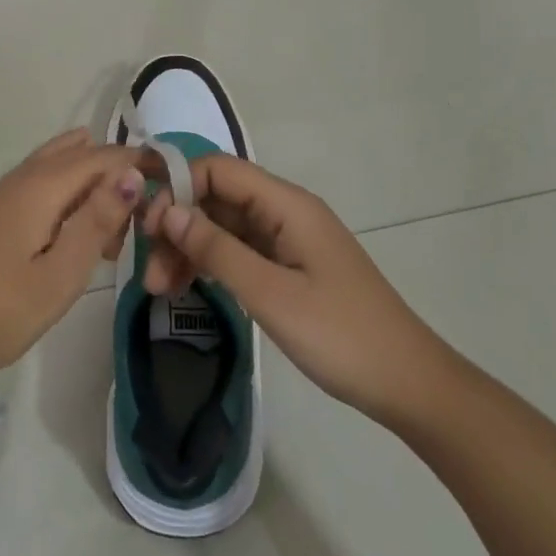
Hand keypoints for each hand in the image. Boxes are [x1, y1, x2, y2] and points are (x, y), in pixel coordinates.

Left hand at [0, 129, 145, 386]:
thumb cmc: (1, 311)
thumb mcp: (61, 274)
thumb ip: (97, 221)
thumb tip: (132, 173)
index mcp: (41, 186)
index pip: (101, 156)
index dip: (137, 162)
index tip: (170, 181)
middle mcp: (22, 177)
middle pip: (80, 154)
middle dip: (115, 174)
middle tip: (138, 219)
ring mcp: (3, 191)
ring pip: (59, 165)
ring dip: (91, 183)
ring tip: (110, 227)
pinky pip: (41, 182)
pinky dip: (68, 194)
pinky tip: (74, 232)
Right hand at [141, 154, 452, 426]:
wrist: (408, 385)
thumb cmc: (341, 336)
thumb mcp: (271, 294)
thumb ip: (217, 248)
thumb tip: (166, 210)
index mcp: (287, 204)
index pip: (218, 170)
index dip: (178, 187)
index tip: (147, 228)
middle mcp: (284, 212)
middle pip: (216, 198)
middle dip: (177, 225)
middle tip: (151, 273)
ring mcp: (286, 240)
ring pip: (223, 227)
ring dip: (189, 249)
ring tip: (160, 289)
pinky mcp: (287, 267)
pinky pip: (237, 251)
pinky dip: (210, 264)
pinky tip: (187, 287)